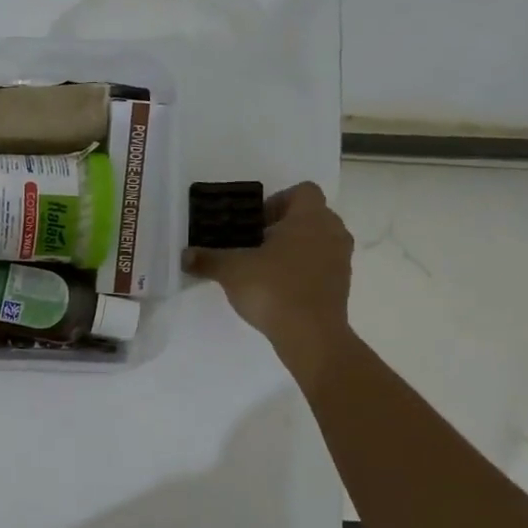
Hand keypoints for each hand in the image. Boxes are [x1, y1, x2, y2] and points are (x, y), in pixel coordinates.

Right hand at [183, 182, 353, 380]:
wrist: (311, 335)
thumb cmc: (274, 288)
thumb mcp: (232, 270)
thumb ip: (208, 259)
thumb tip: (185, 256)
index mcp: (310, 217)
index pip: (302, 191)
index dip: (277, 201)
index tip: (255, 223)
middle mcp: (332, 231)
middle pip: (310, 216)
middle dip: (283, 226)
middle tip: (254, 244)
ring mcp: (341, 259)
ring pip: (317, 241)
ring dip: (294, 248)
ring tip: (264, 267)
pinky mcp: (342, 285)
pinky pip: (321, 265)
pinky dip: (303, 270)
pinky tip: (278, 288)